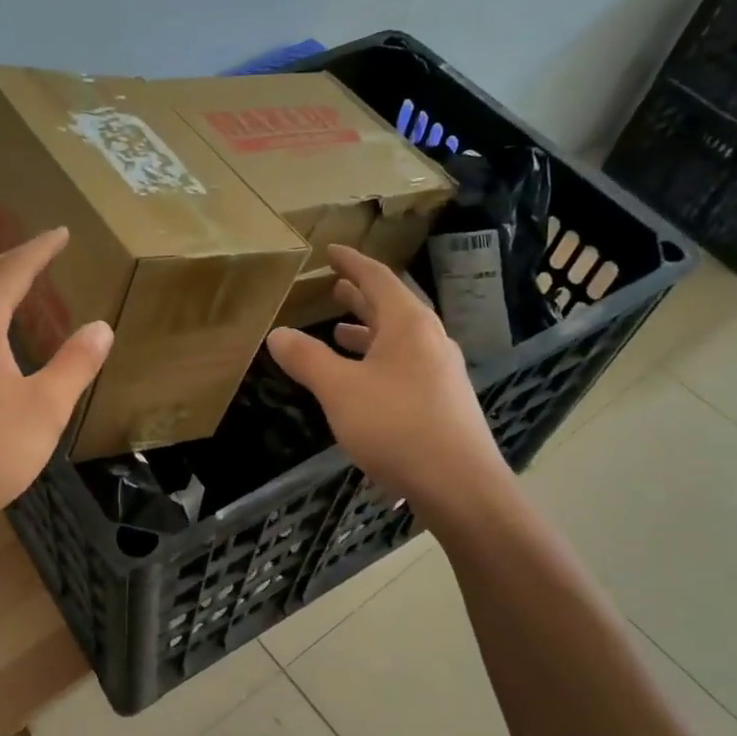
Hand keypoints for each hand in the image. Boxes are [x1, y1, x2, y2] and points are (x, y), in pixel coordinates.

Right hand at [265, 246, 506, 523]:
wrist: (459, 485)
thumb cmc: (397, 426)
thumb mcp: (340, 390)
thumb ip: (307, 360)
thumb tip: (277, 333)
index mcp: (409, 325)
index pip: (378, 278)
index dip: (352, 263)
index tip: (331, 250)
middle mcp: (430, 340)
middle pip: (393, 307)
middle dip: (361, 297)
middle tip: (335, 287)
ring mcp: (441, 372)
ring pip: (399, 340)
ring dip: (369, 332)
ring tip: (341, 331)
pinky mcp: (443, 402)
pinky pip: (405, 366)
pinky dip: (379, 361)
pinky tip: (364, 381)